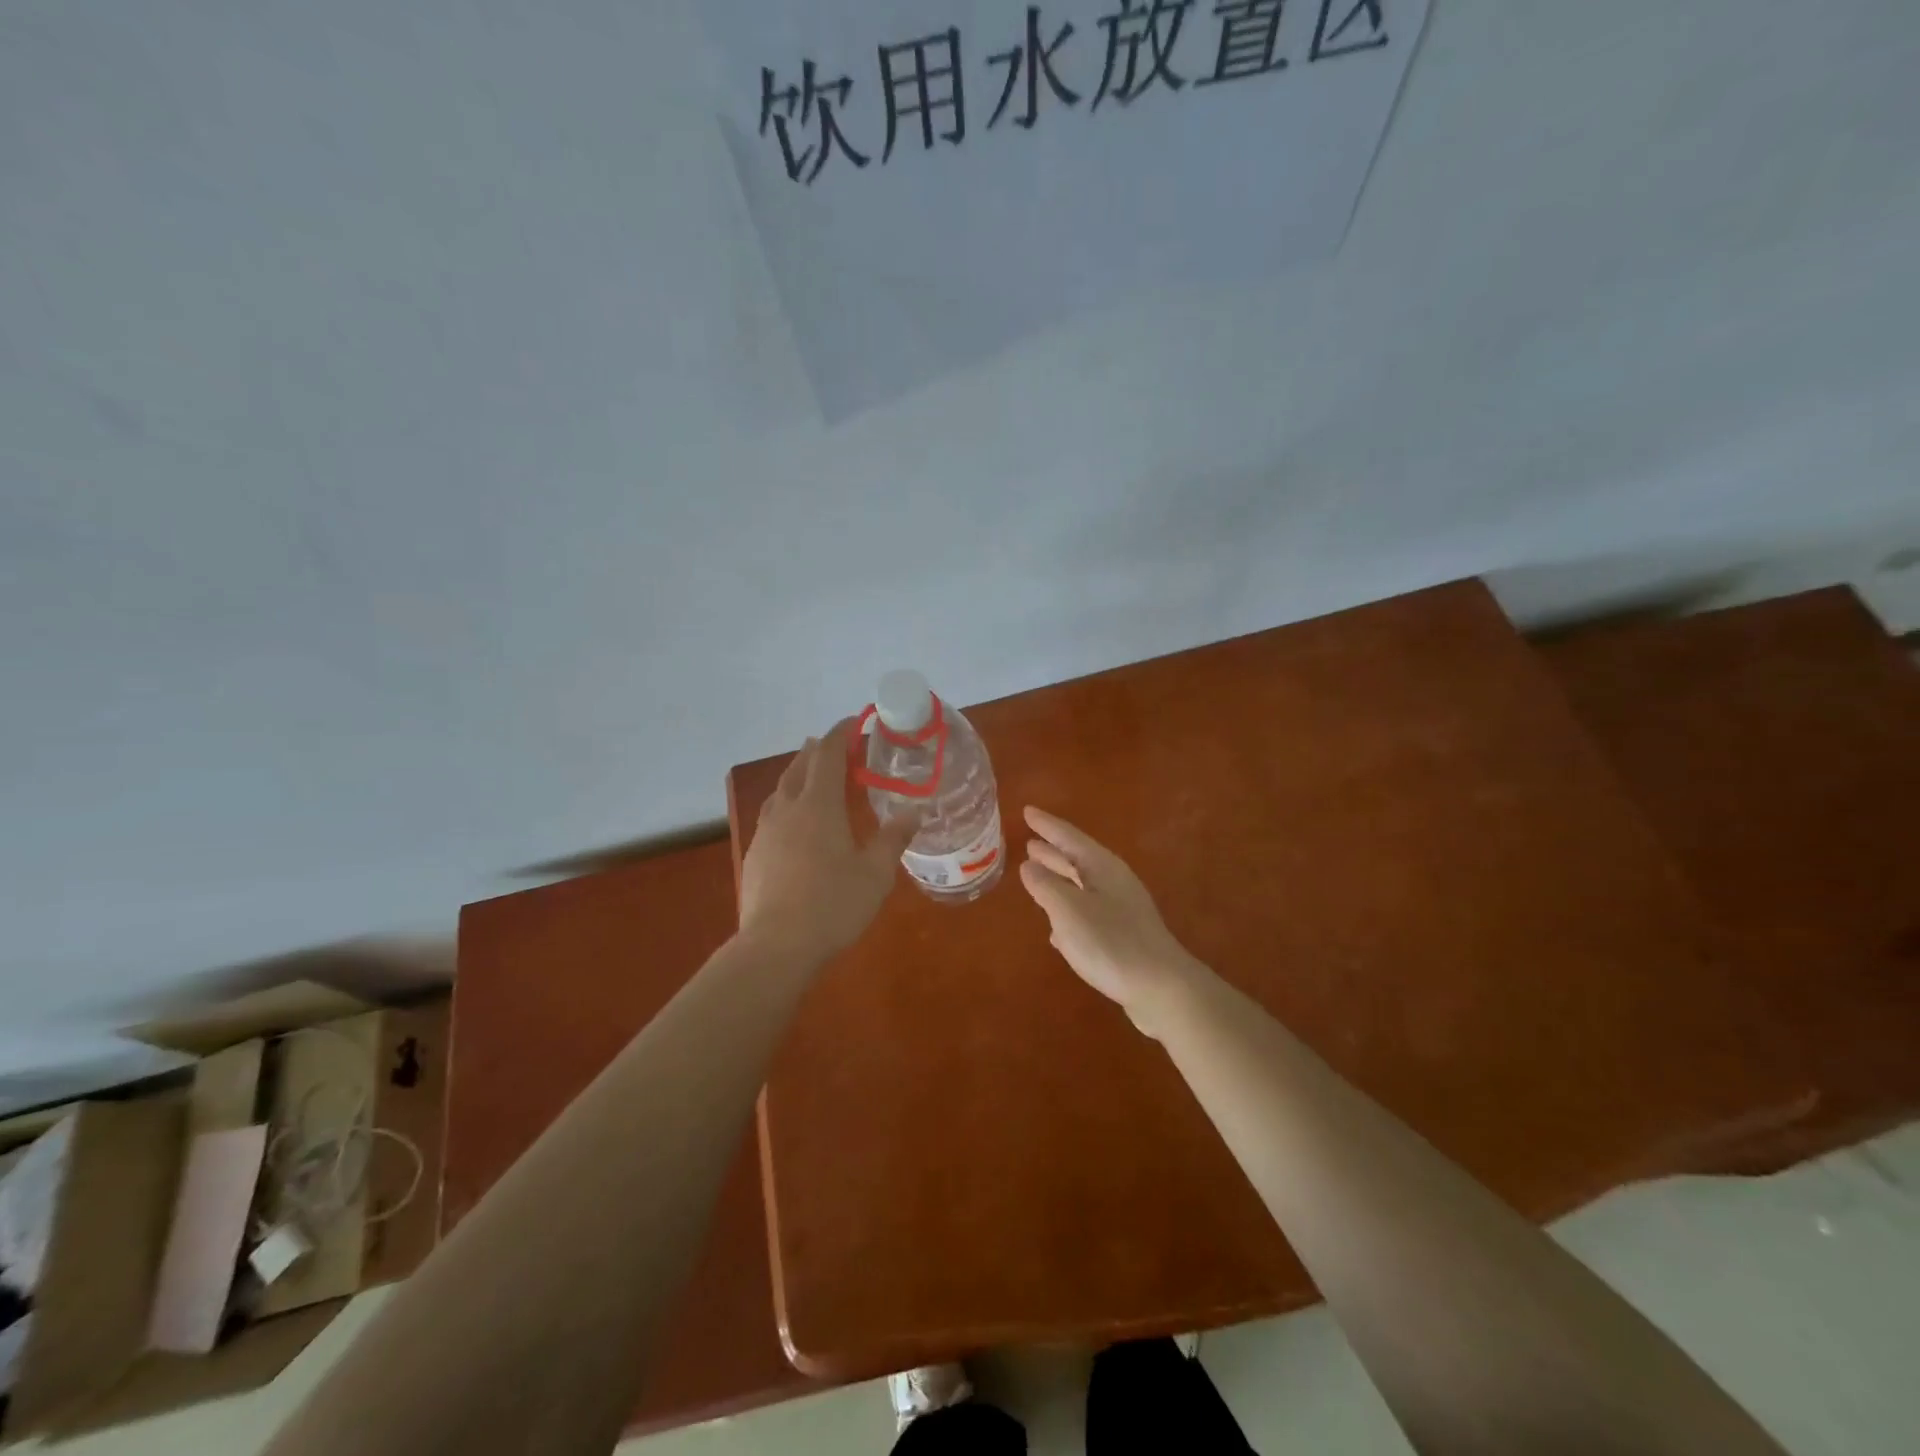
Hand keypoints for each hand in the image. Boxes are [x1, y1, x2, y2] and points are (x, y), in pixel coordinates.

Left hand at [739, 720, 918, 963]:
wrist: (776, 946)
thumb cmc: (833, 905)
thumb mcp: (875, 873)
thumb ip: (894, 839)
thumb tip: (913, 813)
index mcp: (818, 805)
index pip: (828, 754)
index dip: (841, 734)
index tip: (856, 722)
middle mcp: (788, 809)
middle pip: (800, 766)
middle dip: (819, 750)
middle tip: (838, 747)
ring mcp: (767, 831)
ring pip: (782, 789)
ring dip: (799, 775)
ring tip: (814, 777)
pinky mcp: (755, 854)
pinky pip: (772, 814)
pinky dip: (788, 803)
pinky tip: (795, 824)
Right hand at [1018, 806, 1202, 1035]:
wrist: (1161, 988)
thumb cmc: (1110, 942)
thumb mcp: (1068, 910)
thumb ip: (1045, 885)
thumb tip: (1029, 864)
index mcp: (1101, 867)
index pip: (1068, 837)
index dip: (1046, 824)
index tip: (1026, 811)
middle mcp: (1113, 881)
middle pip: (1078, 859)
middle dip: (1053, 851)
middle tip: (1029, 842)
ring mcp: (1121, 909)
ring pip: (1082, 886)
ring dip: (1060, 879)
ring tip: (1036, 875)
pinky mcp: (1124, 936)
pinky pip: (1089, 913)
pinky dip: (1069, 911)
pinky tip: (1056, 929)